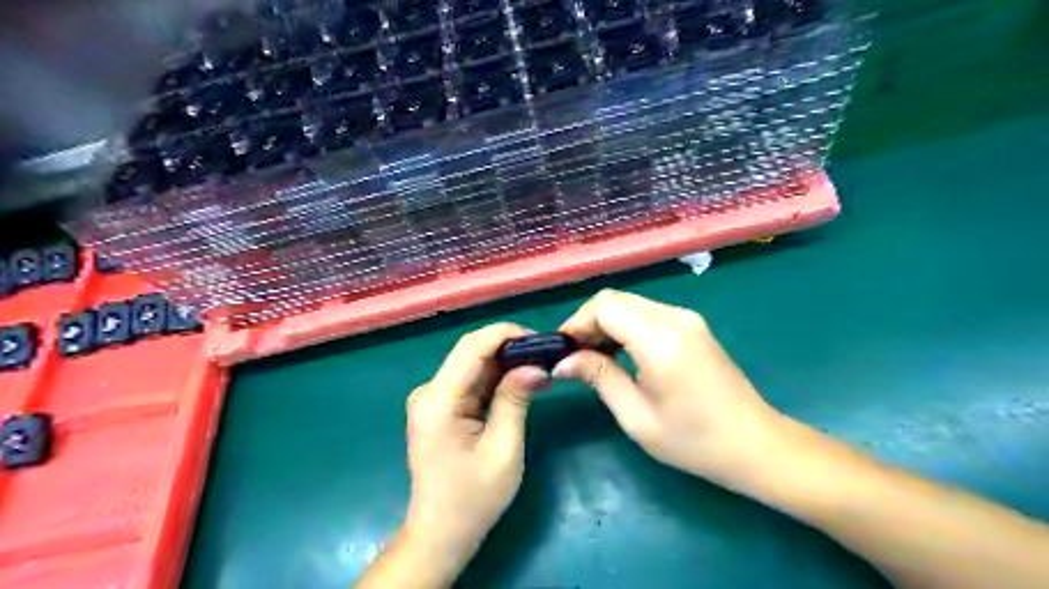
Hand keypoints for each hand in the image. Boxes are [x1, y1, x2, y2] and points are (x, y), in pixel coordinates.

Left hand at [399, 322, 548, 575]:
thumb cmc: (473, 499)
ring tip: (540, 365)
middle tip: (546, 353)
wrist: (441, 534)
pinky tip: (520, 381)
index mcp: (438, 400)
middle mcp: (429, 392)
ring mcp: (432, 399)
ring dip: (505, 362)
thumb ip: (515, 400)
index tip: (541, 340)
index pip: (472, 347)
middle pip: (471, 352)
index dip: (507, 334)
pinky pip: (470, 381)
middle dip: (510, 347)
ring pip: (472, 364)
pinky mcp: (440, 408)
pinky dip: (495, 378)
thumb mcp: (503, 449)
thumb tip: (536, 365)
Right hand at [556, 291, 786, 488]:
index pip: (605, 305)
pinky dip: (627, 327)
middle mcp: (675, 318)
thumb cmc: (693, 440)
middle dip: (590, 322)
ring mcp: (688, 319)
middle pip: (616, 299)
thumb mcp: (636, 416)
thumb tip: (563, 361)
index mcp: (660, 339)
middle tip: (576, 357)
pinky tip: (623, 354)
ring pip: (631, 304)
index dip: (578, 322)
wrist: (756, 445)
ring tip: (596, 358)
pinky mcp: (694, 326)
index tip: (564, 350)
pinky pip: (648, 314)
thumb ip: (599, 378)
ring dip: (607, 324)